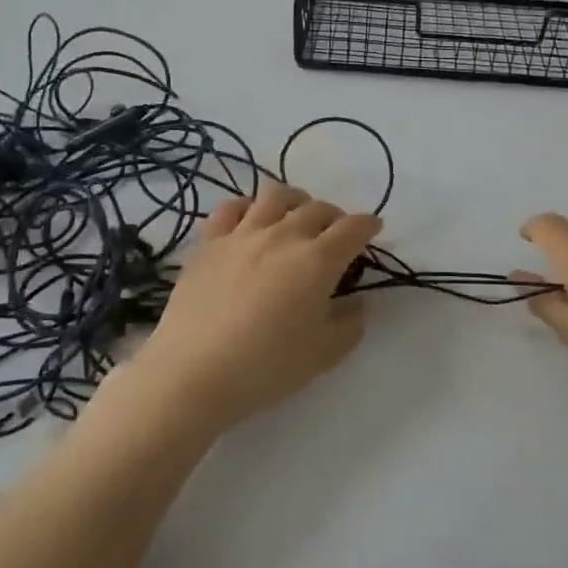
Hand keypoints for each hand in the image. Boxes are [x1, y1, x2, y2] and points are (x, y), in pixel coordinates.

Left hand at [137, 182, 381, 433]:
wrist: (193, 372)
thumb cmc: (266, 366)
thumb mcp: (323, 354)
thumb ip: (350, 324)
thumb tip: (357, 302)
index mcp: (318, 260)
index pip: (353, 228)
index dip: (368, 225)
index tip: (373, 228)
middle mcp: (283, 235)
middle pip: (318, 208)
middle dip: (334, 217)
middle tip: (335, 235)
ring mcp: (243, 234)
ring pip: (275, 196)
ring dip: (295, 201)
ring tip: (296, 216)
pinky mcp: (209, 242)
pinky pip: (230, 207)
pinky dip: (247, 207)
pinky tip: (250, 220)